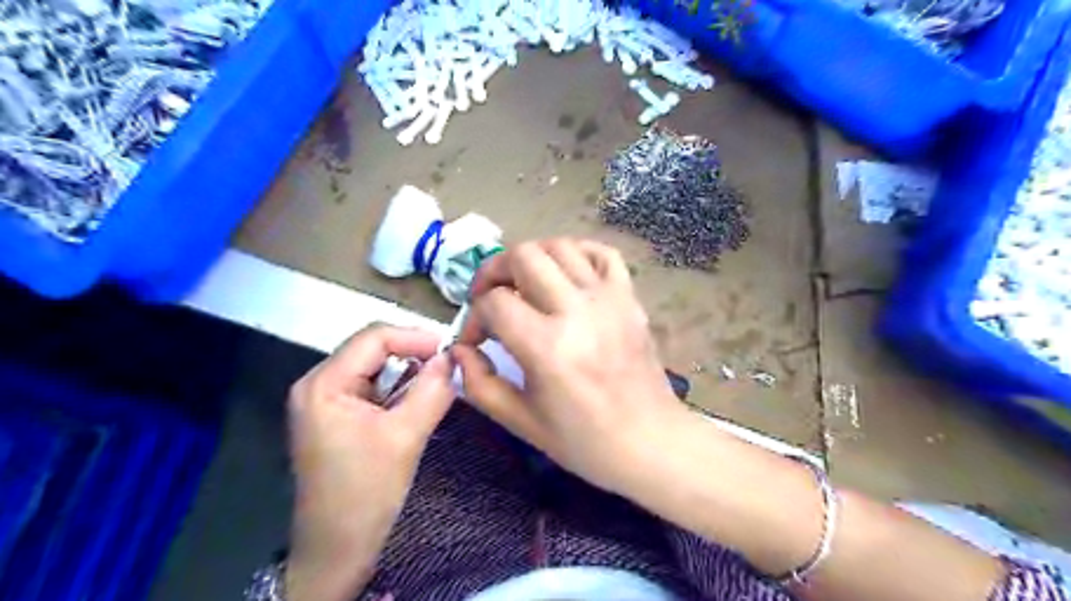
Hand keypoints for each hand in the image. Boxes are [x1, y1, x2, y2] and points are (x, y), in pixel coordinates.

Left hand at [283, 327, 449, 600]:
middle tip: (449, 367)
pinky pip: (373, 387)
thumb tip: (452, 358)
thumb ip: (431, 391)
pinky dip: (399, 389)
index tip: (451, 351)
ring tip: (439, 383)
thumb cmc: (366, 493)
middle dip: (413, 354)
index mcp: (324, 384)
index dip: (415, 337)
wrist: (337, 548)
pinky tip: (418, 401)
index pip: (374, 338)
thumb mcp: (405, 437)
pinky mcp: (337, 416)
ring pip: (375, 367)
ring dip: (408, 372)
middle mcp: (319, 384)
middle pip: (372, 349)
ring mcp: (326, 400)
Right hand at [448, 239, 686, 498]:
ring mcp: (608, 299)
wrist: (650, 442)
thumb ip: (480, 383)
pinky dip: (577, 252)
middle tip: (490, 296)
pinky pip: (603, 253)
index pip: (494, 303)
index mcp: (547, 347)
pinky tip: (565, 273)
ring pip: (560, 246)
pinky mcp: (629, 298)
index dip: (473, 317)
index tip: (476, 339)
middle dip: (494, 270)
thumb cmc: (584, 440)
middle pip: (523, 256)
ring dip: (532, 258)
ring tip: (523, 283)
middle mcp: (577, 311)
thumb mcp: (521, 422)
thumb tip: (460, 349)